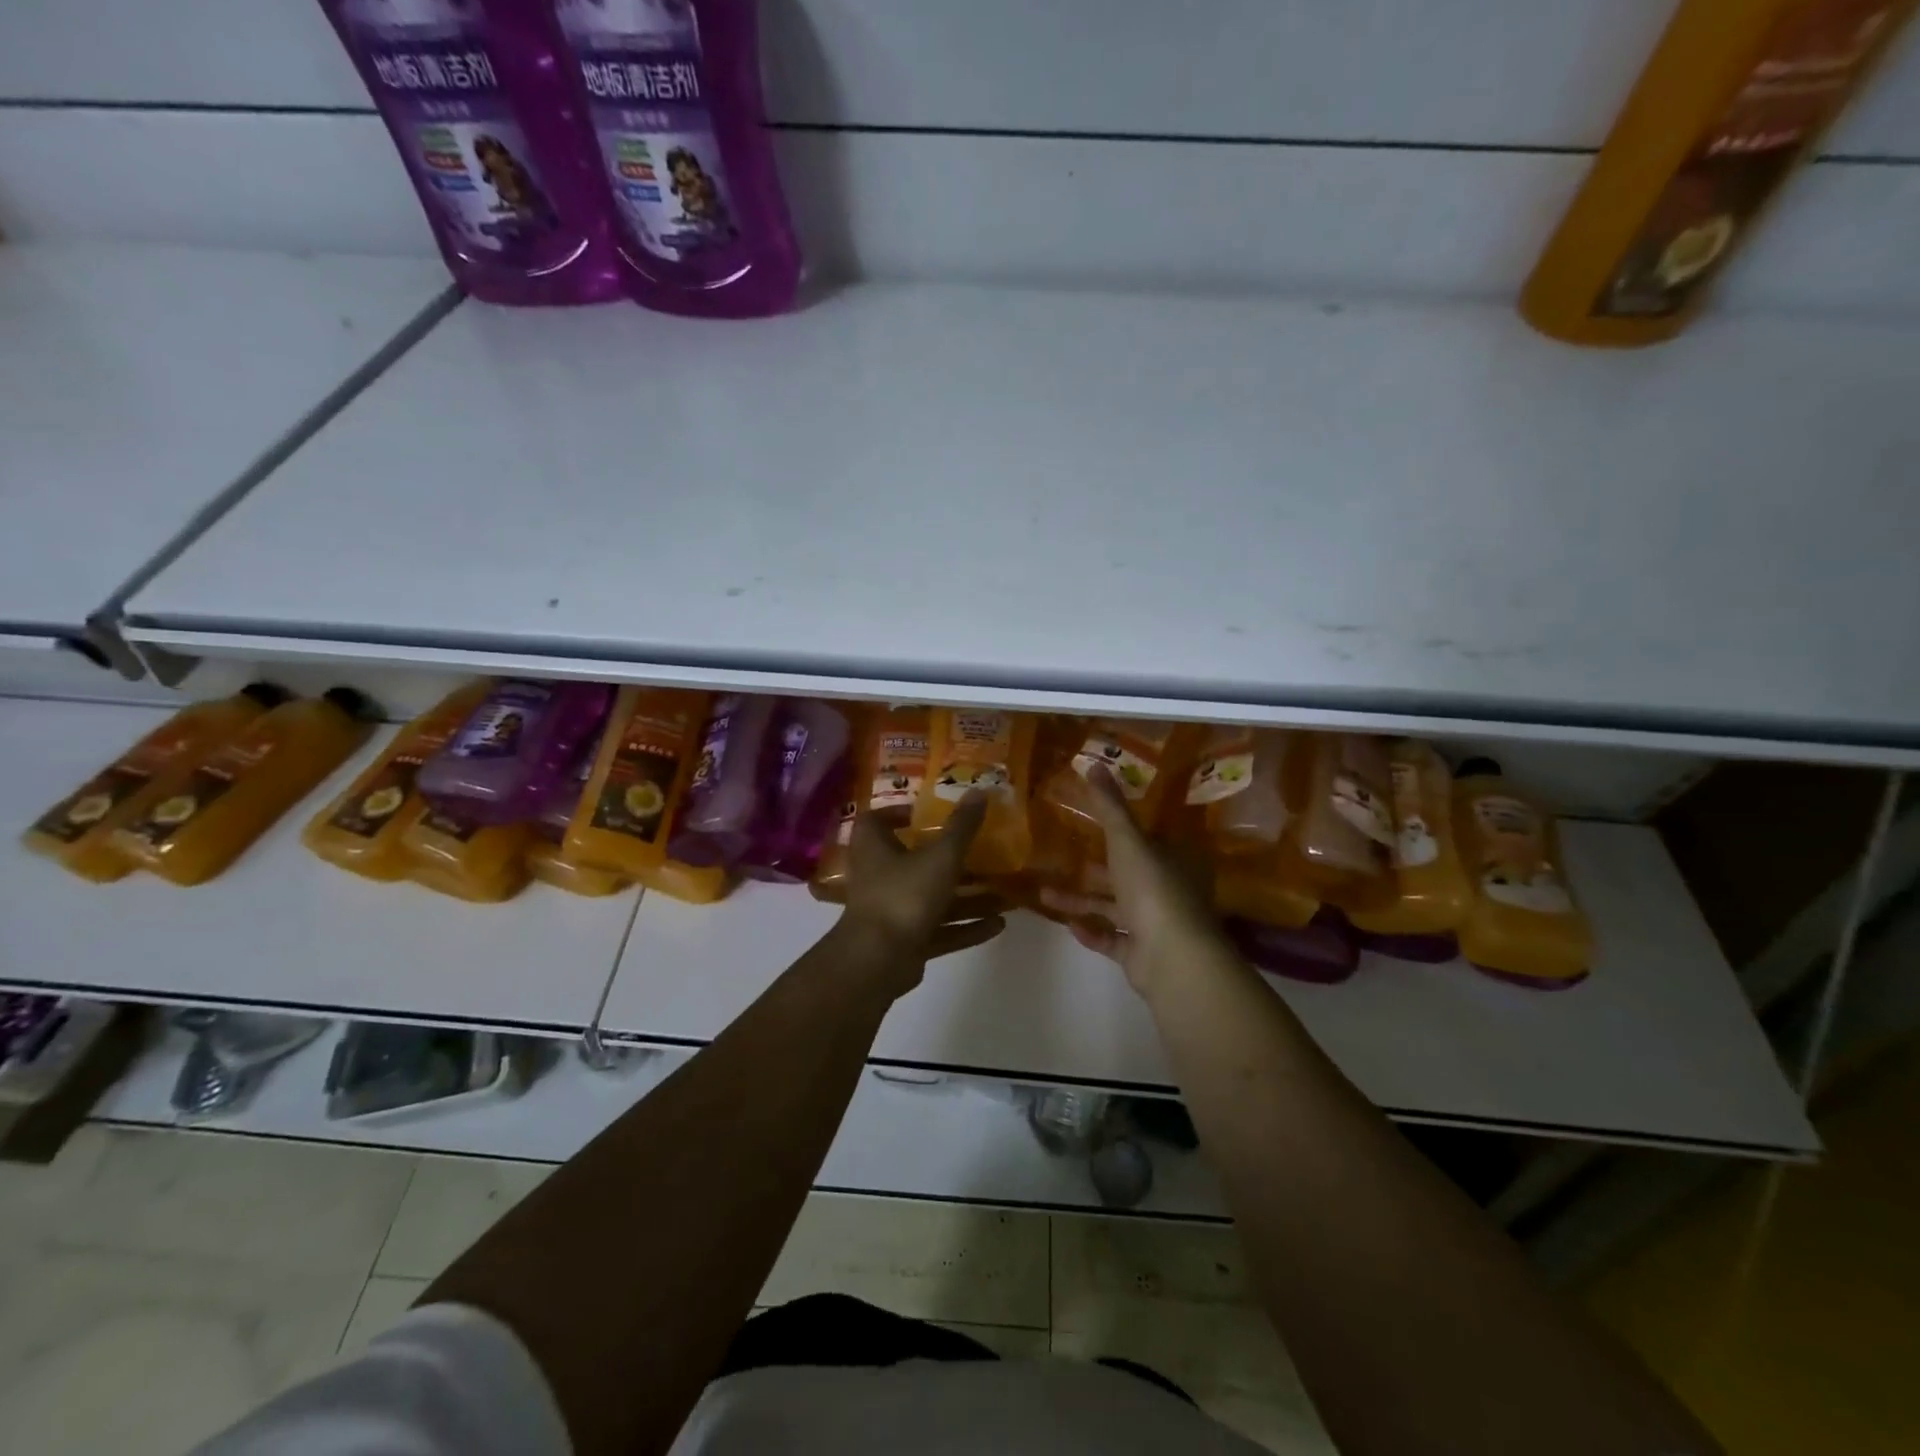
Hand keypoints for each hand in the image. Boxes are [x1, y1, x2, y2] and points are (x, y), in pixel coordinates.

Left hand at [838, 790, 1005, 994]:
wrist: (878, 960)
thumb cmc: (904, 894)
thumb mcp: (941, 856)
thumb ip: (962, 827)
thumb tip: (980, 790)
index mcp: (874, 847)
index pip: (878, 820)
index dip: (899, 813)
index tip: (929, 813)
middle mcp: (879, 875)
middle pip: (914, 860)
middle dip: (951, 859)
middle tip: (984, 853)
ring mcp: (892, 911)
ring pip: (933, 898)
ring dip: (967, 897)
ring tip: (1005, 894)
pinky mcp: (905, 941)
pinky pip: (939, 929)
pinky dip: (965, 927)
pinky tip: (998, 925)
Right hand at [1040, 766, 1228, 999]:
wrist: (1171, 955)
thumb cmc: (1152, 887)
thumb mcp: (1128, 839)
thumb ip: (1109, 806)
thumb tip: (1093, 763)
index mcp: (1173, 859)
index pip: (1148, 840)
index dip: (1122, 833)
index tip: (1091, 826)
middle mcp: (1169, 890)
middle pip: (1127, 875)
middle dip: (1093, 870)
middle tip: (1061, 860)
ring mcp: (1158, 925)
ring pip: (1115, 908)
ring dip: (1082, 901)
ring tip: (1045, 893)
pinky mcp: (1143, 954)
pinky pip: (1114, 939)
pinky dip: (1092, 932)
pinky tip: (1068, 926)